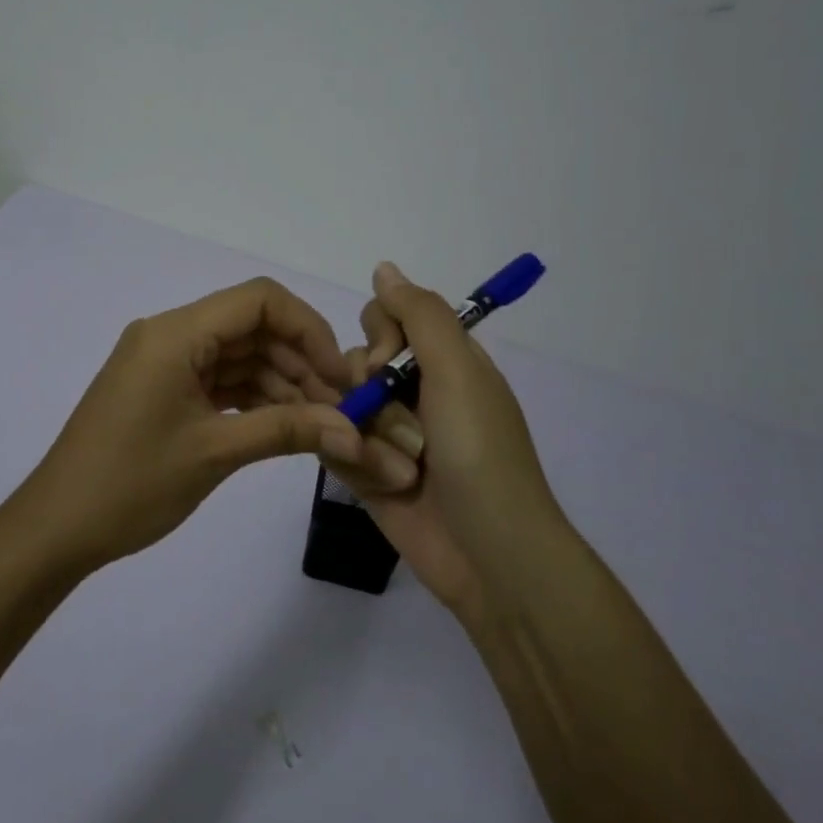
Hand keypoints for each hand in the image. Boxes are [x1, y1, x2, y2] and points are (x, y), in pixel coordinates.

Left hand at [20, 278, 374, 571]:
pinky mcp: (162, 388)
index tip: (341, 375)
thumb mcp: (215, 452)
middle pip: (251, 326)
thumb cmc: (131, 484)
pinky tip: (285, 424)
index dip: (309, 329)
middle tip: (340, 408)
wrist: (57, 527)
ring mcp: (164, 362)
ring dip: (280, 382)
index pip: (258, 300)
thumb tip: (354, 431)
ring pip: (238, 355)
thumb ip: (287, 430)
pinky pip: (218, 379)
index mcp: (175, 333)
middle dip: (300, 361)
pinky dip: (252, 397)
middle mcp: (169, 334)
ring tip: (320, 424)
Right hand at [320, 263, 557, 624]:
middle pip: (356, 360)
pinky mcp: (367, 470)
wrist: (489, 555)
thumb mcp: (459, 371)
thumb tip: (383, 267)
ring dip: (366, 435)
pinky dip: (353, 461)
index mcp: (443, 362)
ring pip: (339, 403)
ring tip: (400, 471)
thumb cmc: (479, 454)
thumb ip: (420, 314)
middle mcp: (414, 391)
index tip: (388, 363)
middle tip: (403, 428)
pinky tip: (381, 484)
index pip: (387, 317)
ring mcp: (388, 433)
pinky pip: (333, 444)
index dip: (379, 335)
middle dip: (368, 392)